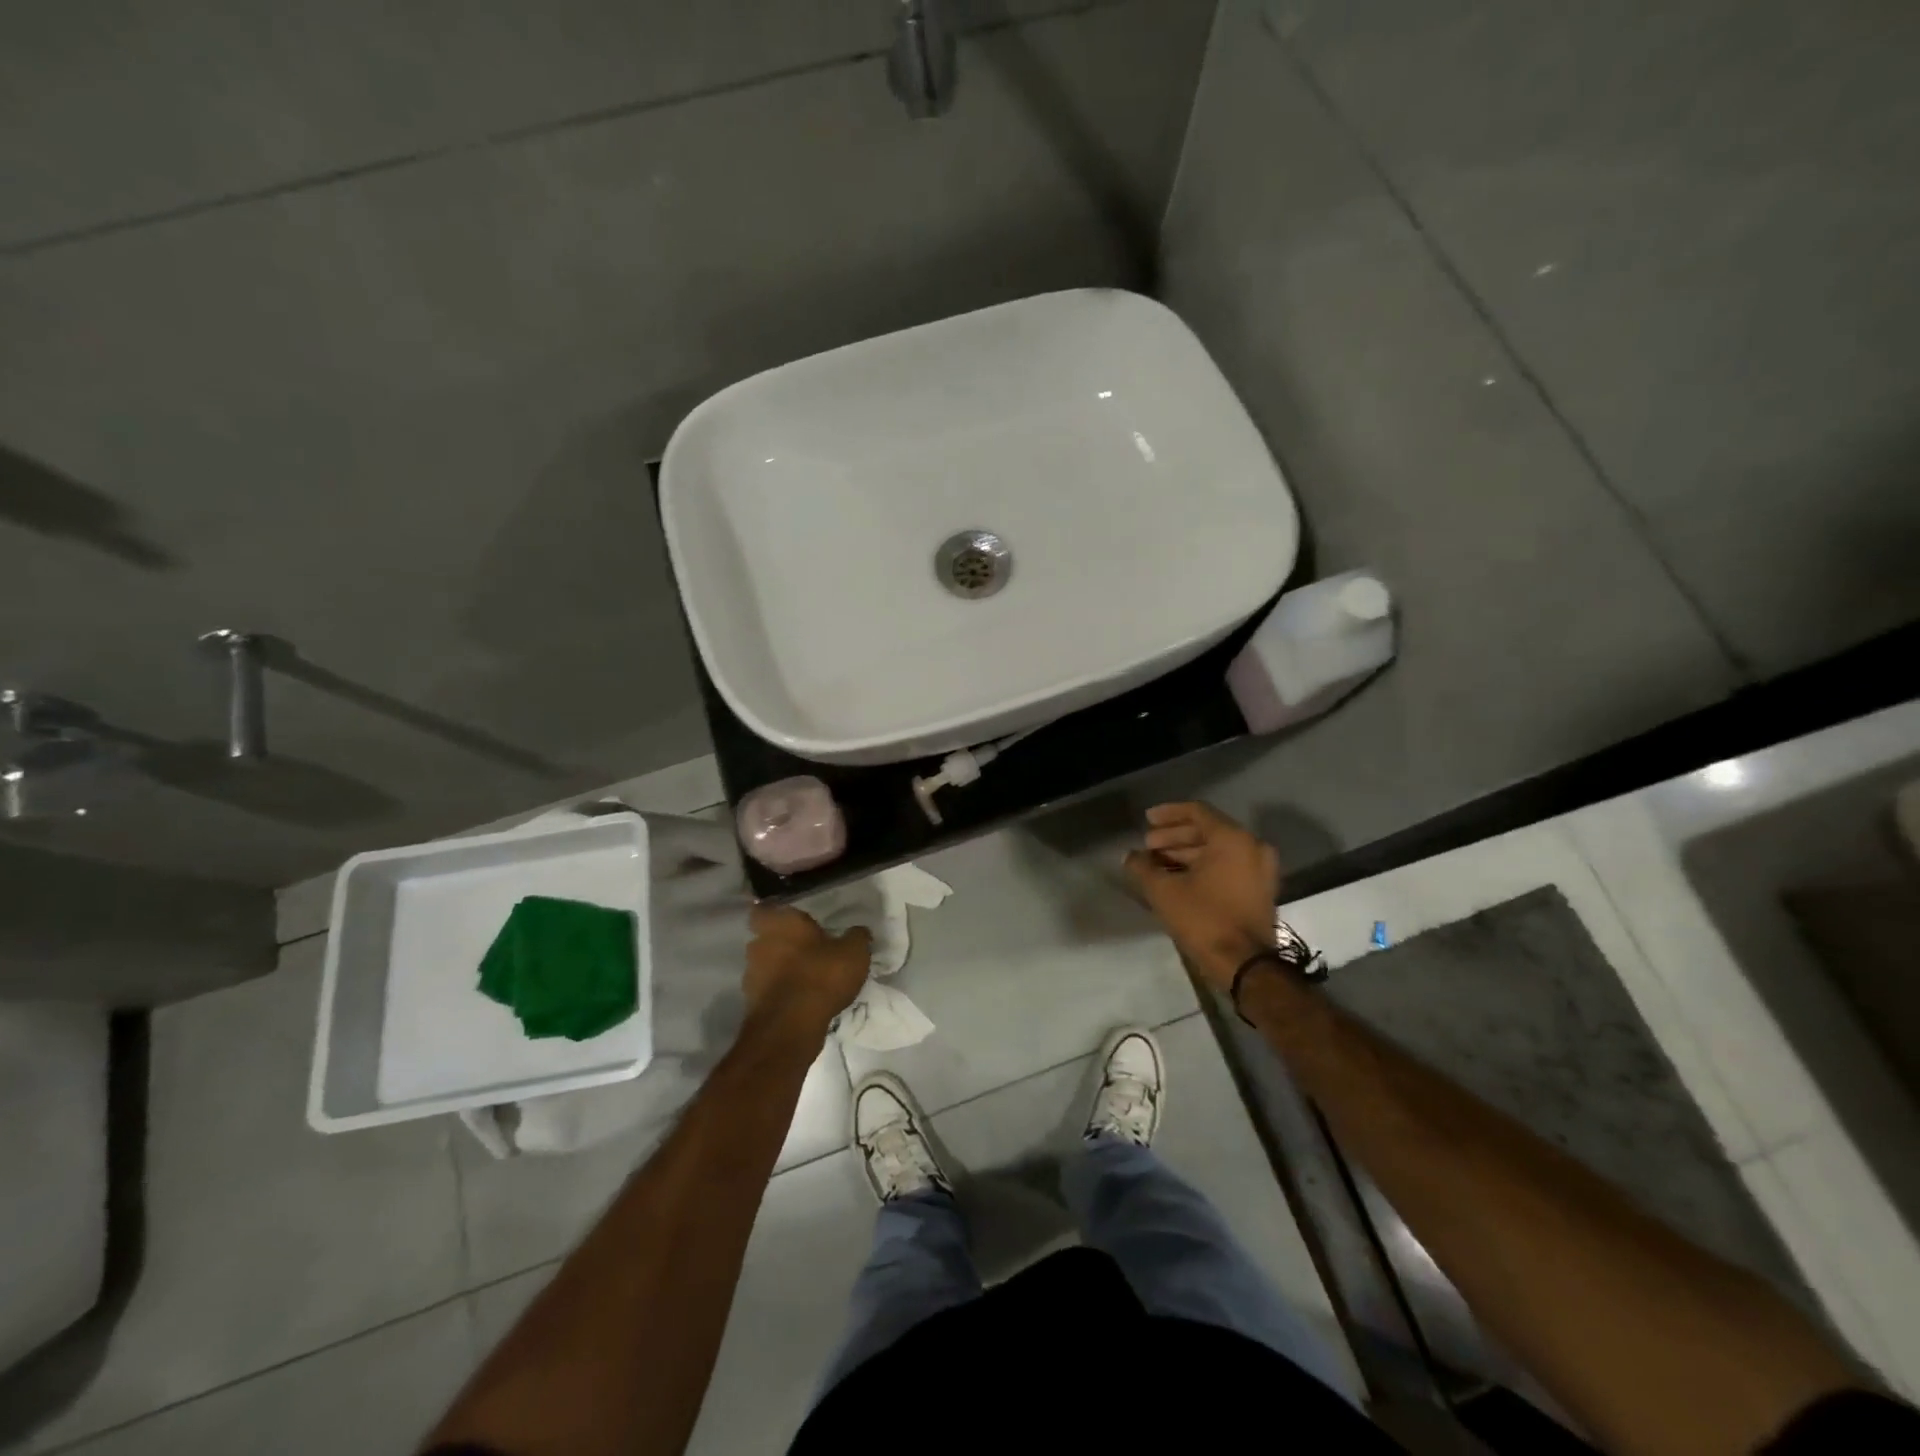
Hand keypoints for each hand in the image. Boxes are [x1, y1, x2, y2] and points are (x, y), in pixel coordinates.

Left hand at [743, 905, 871, 1036]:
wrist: (791, 1026)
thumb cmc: (821, 975)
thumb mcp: (854, 952)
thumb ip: (857, 937)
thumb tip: (859, 931)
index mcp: (781, 922)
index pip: (762, 910)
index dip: (774, 914)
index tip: (791, 921)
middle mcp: (759, 944)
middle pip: (765, 938)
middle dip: (781, 943)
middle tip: (806, 949)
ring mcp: (751, 975)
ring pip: (765, 965)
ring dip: (780, 969)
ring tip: (805, 977)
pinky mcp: (751, 1002)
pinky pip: (767, 990)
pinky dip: (780, 992)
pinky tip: (800, 999)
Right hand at [1124, 802, 1278, 993]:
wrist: (1246, 965)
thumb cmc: (1204, 919)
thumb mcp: (1164, 891)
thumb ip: (1142, 867)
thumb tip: (1130, 857)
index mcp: (1232, 839)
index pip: (1197, 812)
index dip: (1168, 814)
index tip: (1146, 820)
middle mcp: (1252, 847)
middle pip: (1207, 830)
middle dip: (1174, 837)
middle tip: (1148, 846)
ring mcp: (1261, 870)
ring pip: (1218, 850)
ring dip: (1186, 853)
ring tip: (1157, 864)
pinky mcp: (1260, 890)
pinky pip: (1229, 866)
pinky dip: (1204, 867)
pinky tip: (1178, 878)